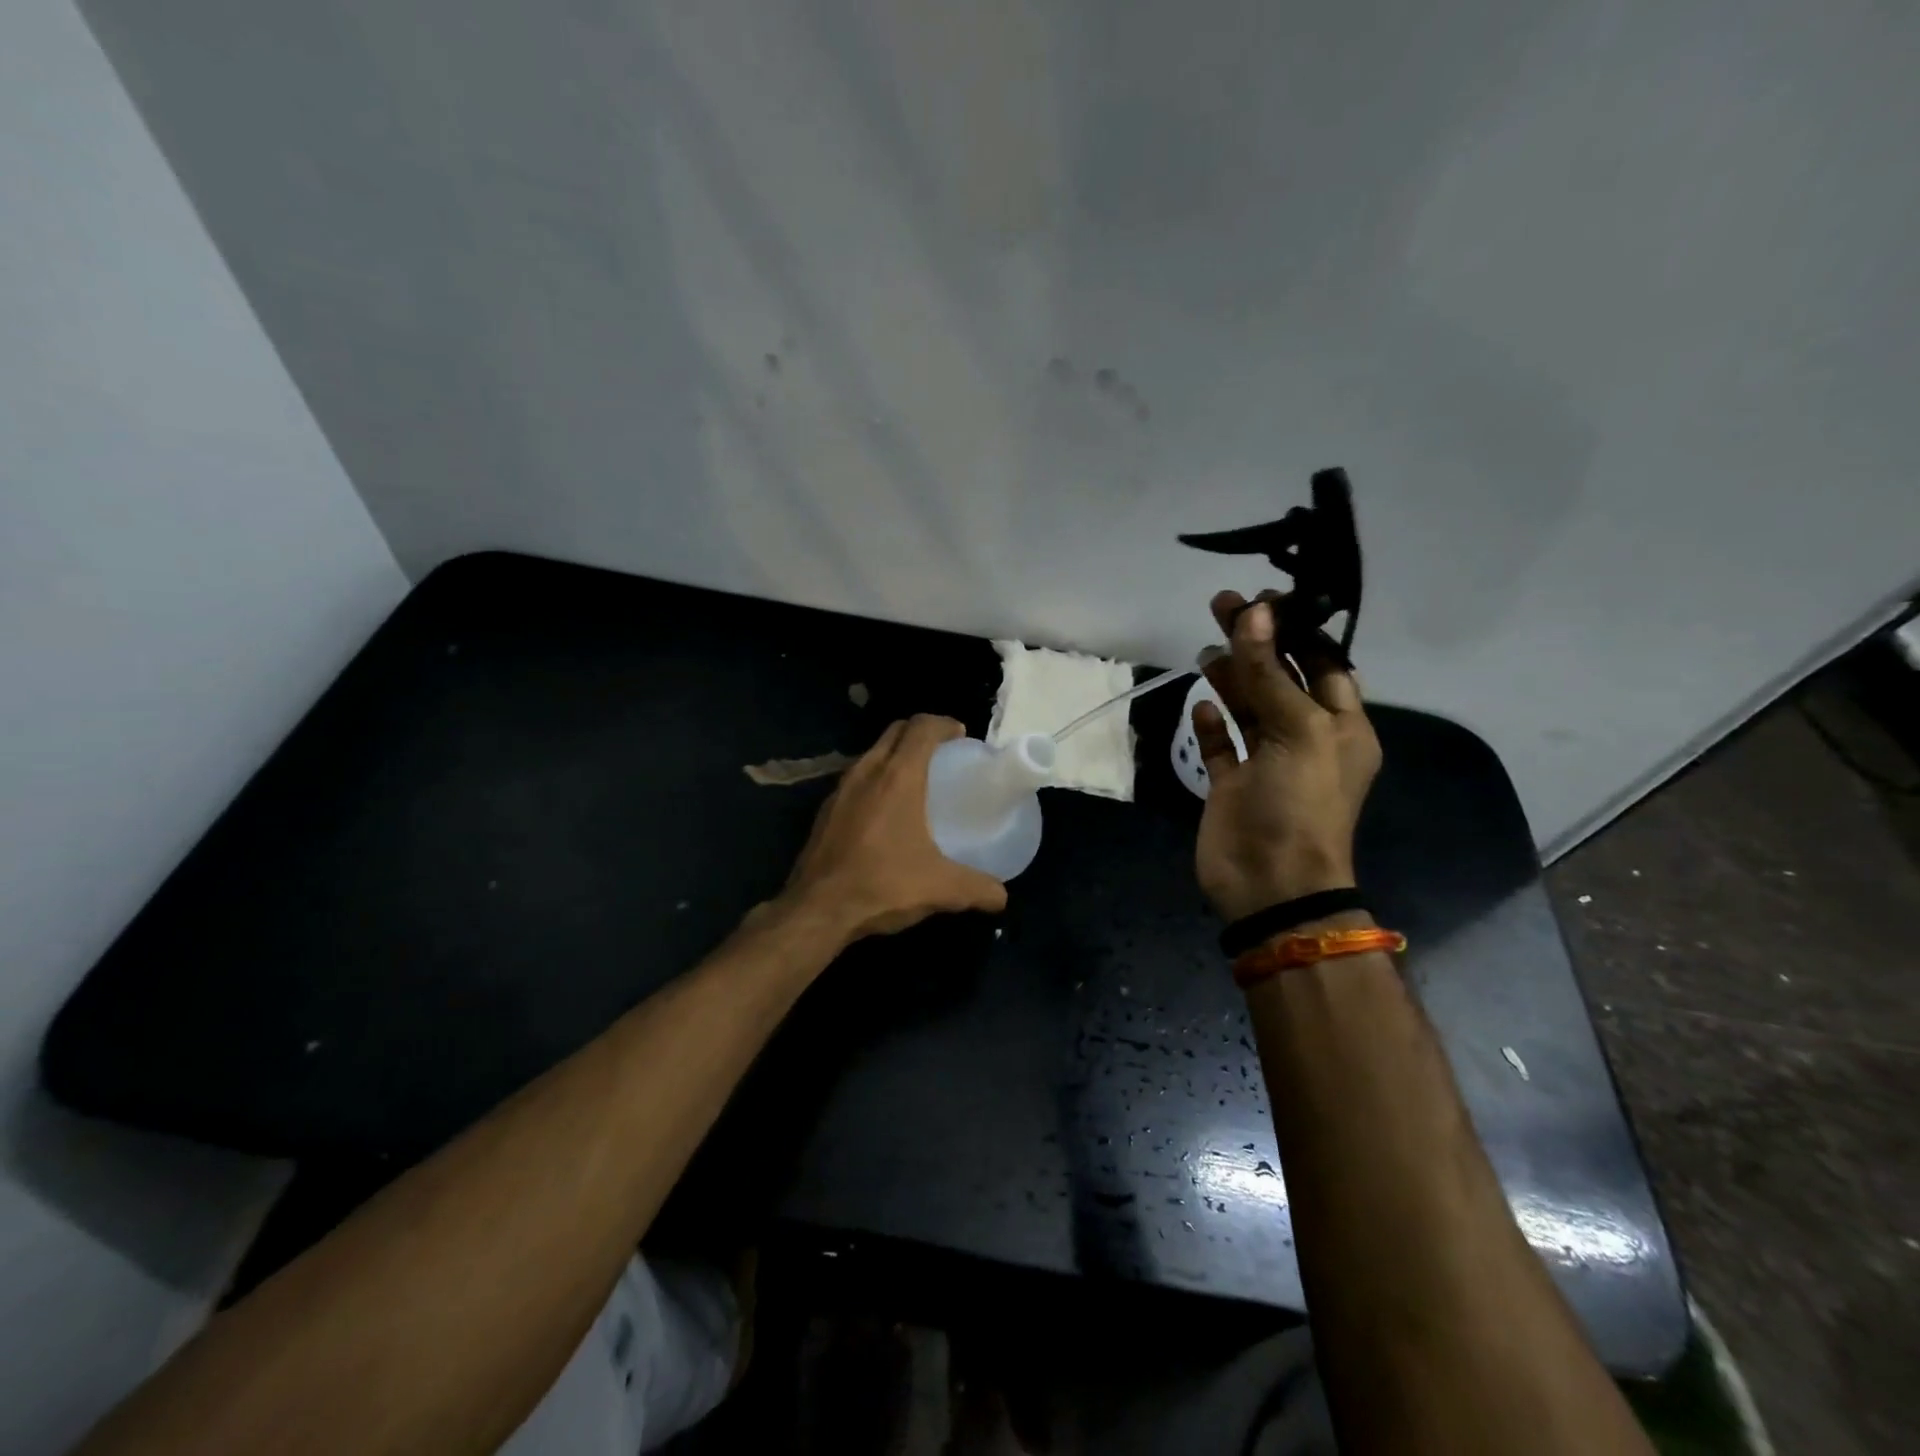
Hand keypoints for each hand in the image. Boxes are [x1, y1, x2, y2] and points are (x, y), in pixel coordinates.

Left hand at [783, 715, 1008, 939]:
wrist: (817, 910)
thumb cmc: (882, 885)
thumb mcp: (940, 888)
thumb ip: (977, 888)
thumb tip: (1002, 897)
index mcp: (898, 778)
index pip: (921, 728)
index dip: (944, 724)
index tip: (961, 735)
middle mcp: (867, 772)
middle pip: (895, 732)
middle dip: (920, 733)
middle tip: (944, 754)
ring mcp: (840, 790)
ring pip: (873, 753)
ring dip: (896, 755)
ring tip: (917, 780)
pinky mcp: (825, 810)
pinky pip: (856, 778)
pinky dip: (876, 779)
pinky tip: (886, 812)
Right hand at [1193, 592, 1381, 921]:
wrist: (1270, 883)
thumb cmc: (1299, 804)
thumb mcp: (1296, 730)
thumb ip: (1269, 672)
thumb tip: (1254, 613)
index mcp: (1341, 726)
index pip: (1324, 663)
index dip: (1297, 630)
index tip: (1264, 599)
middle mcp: (1306, 738)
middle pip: (1280, 678)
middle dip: (1256, 643)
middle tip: (1222, 605)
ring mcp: (1267, 763)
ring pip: (1249, 707)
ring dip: (1231, 676)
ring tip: (1205, 647)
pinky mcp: (1233, 784)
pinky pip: (1223, 744)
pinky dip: (1213, 723)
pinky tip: (1201, 703)